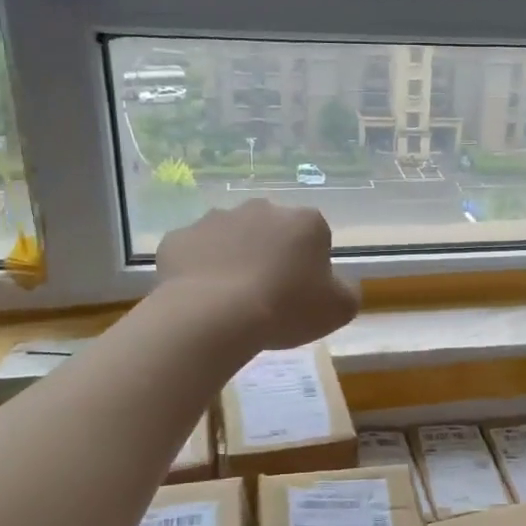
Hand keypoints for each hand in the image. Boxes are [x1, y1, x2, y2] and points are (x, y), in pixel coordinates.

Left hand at [155, 200, 359, 350]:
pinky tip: (201, 298)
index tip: (302, 294)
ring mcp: (215, 219)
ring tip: (230, 299)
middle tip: (267, 296)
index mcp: (305, 221)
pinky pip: (194, 253)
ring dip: (233, 259)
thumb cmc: (286, 309)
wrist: (213, 316)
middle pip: (272, 232)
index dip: (311, 267)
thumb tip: (337, 285)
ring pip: (230, 238)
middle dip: (270, 255)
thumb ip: (346, 291)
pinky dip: (198, 270)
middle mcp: (261, 209)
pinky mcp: (179, 237)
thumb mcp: (339, 310)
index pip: (316, 237)